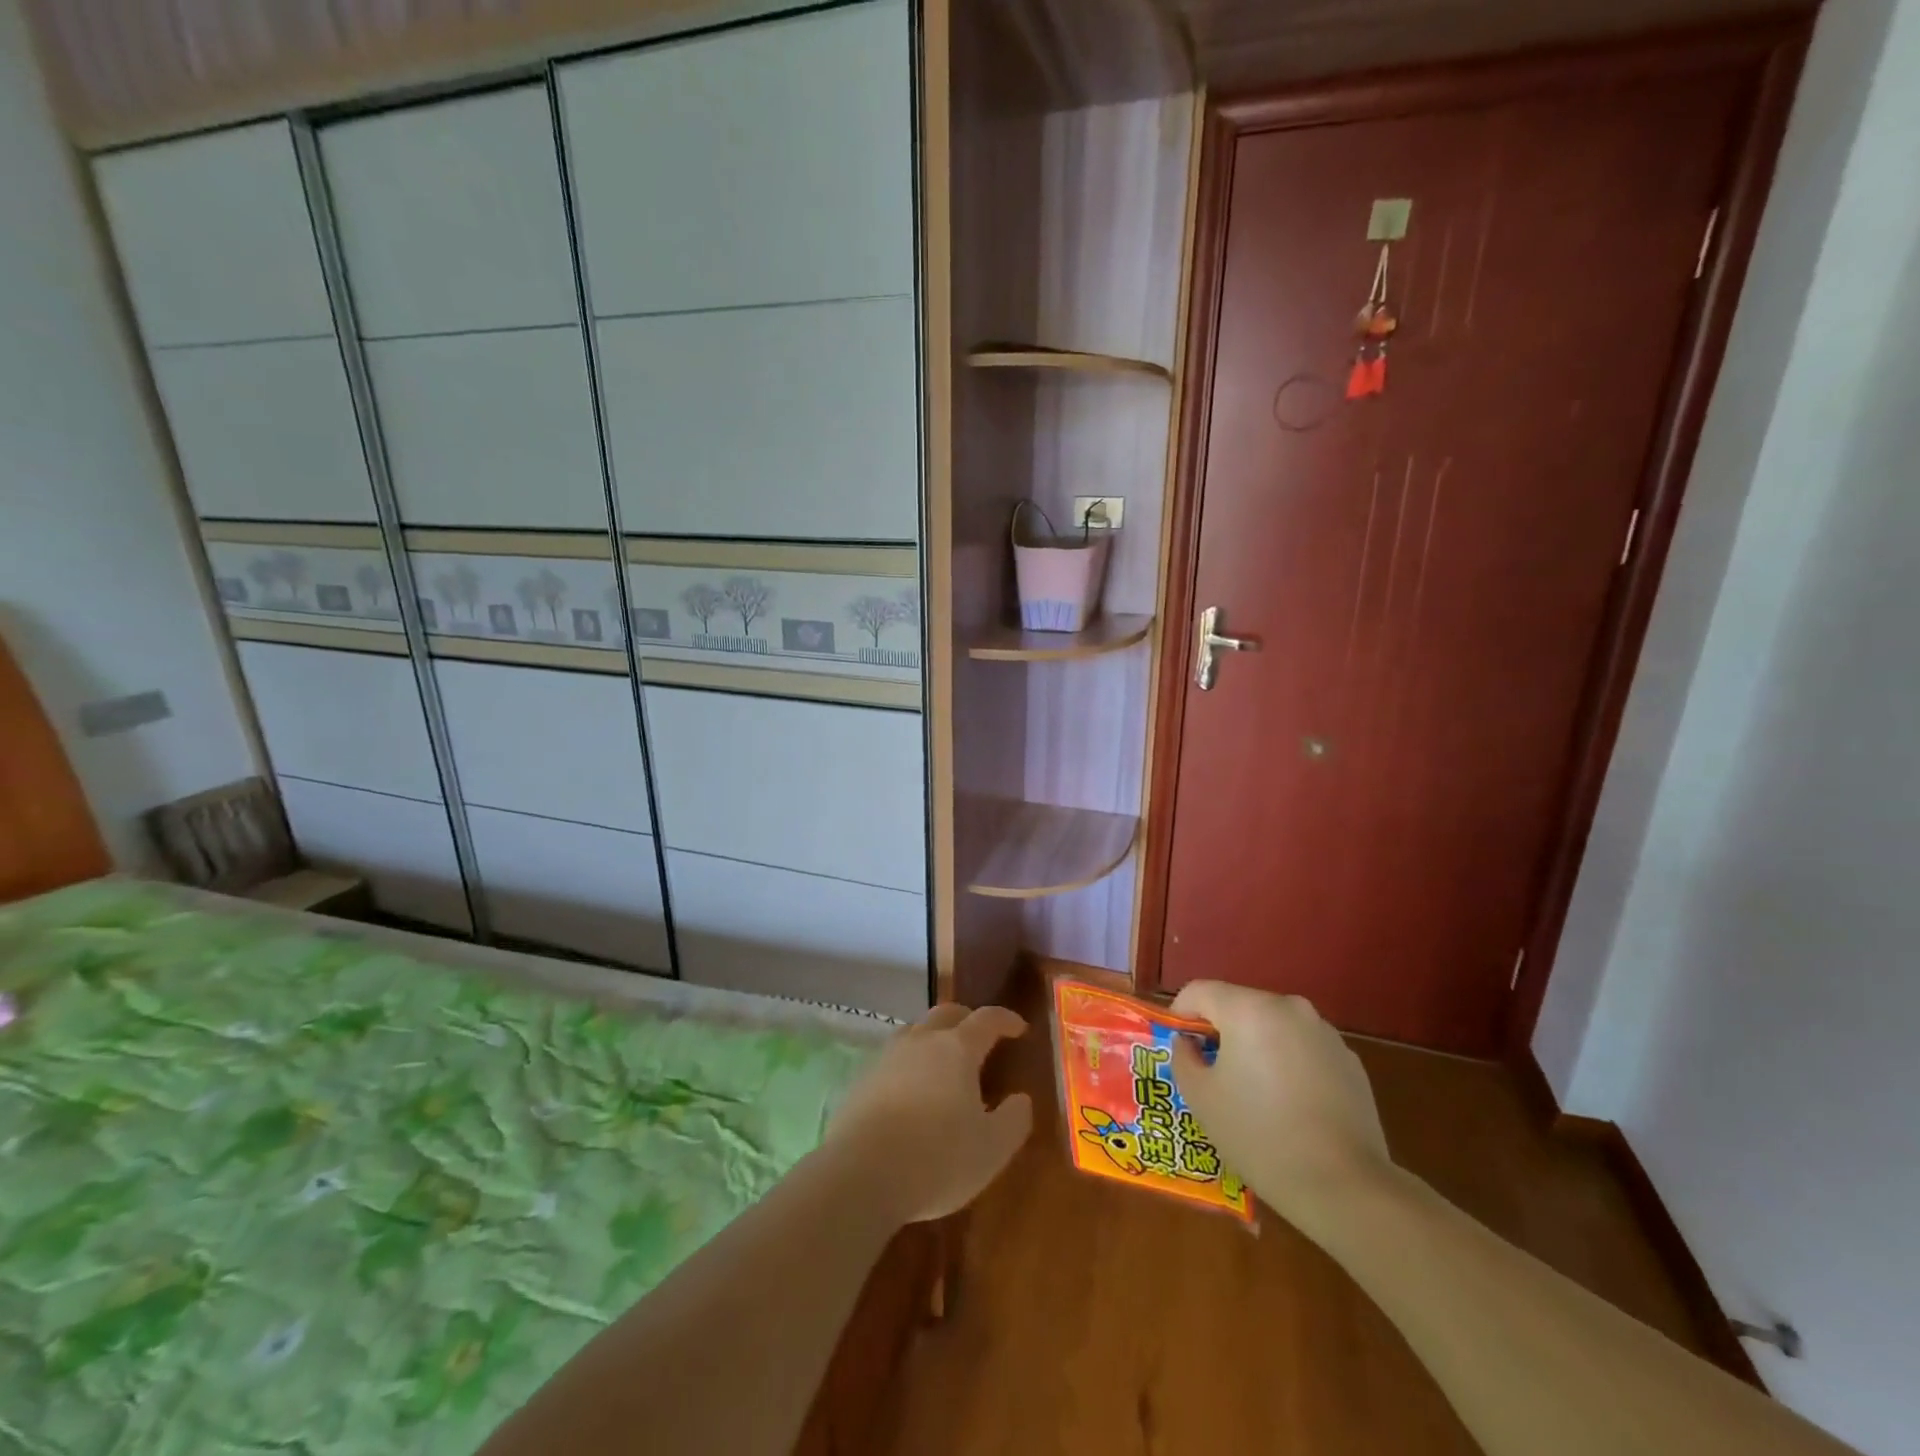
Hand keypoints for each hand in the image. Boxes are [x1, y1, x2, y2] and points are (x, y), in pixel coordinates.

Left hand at [825, 1004, 1033, 1225]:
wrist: (861, 1175)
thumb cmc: (937, 1159)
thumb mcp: (992, 1149)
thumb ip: (1014, 1120)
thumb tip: (1021, 1099)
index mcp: (957, 1049)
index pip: (987, 1019)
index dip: (1005, 1019)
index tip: (1019, 1028)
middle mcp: (921, 1041)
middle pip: (946, 1013)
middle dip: (967, 1019)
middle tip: (980, 1038)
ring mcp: (887, 1057)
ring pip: (914, 1031)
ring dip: (932, 1037)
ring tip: (941, 1060)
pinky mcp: (861, 1079)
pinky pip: (890, 1058)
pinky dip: (907, 1063)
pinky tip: (908, 1089)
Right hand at [1170, 982, 1393, 1234]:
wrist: (1345, 1187)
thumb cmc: (1259, 1135)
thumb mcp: (1201, 1098)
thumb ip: (1184, 1057)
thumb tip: (1189, 1043)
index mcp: (1248, 1009)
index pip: (1199, 991)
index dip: (1180, 1014)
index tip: (1178, 1047)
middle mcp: (1288, 1008)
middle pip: (1238, 1005)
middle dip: (1220, 1032)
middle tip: (1211, 1073)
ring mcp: (1324, 1033)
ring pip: (1273, 1027)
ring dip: (1255, 1047)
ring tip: (1253, 1094)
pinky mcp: (1350, 1061)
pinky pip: (1303, 1050)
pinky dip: (1288, 1065)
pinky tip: (1290, 1107)